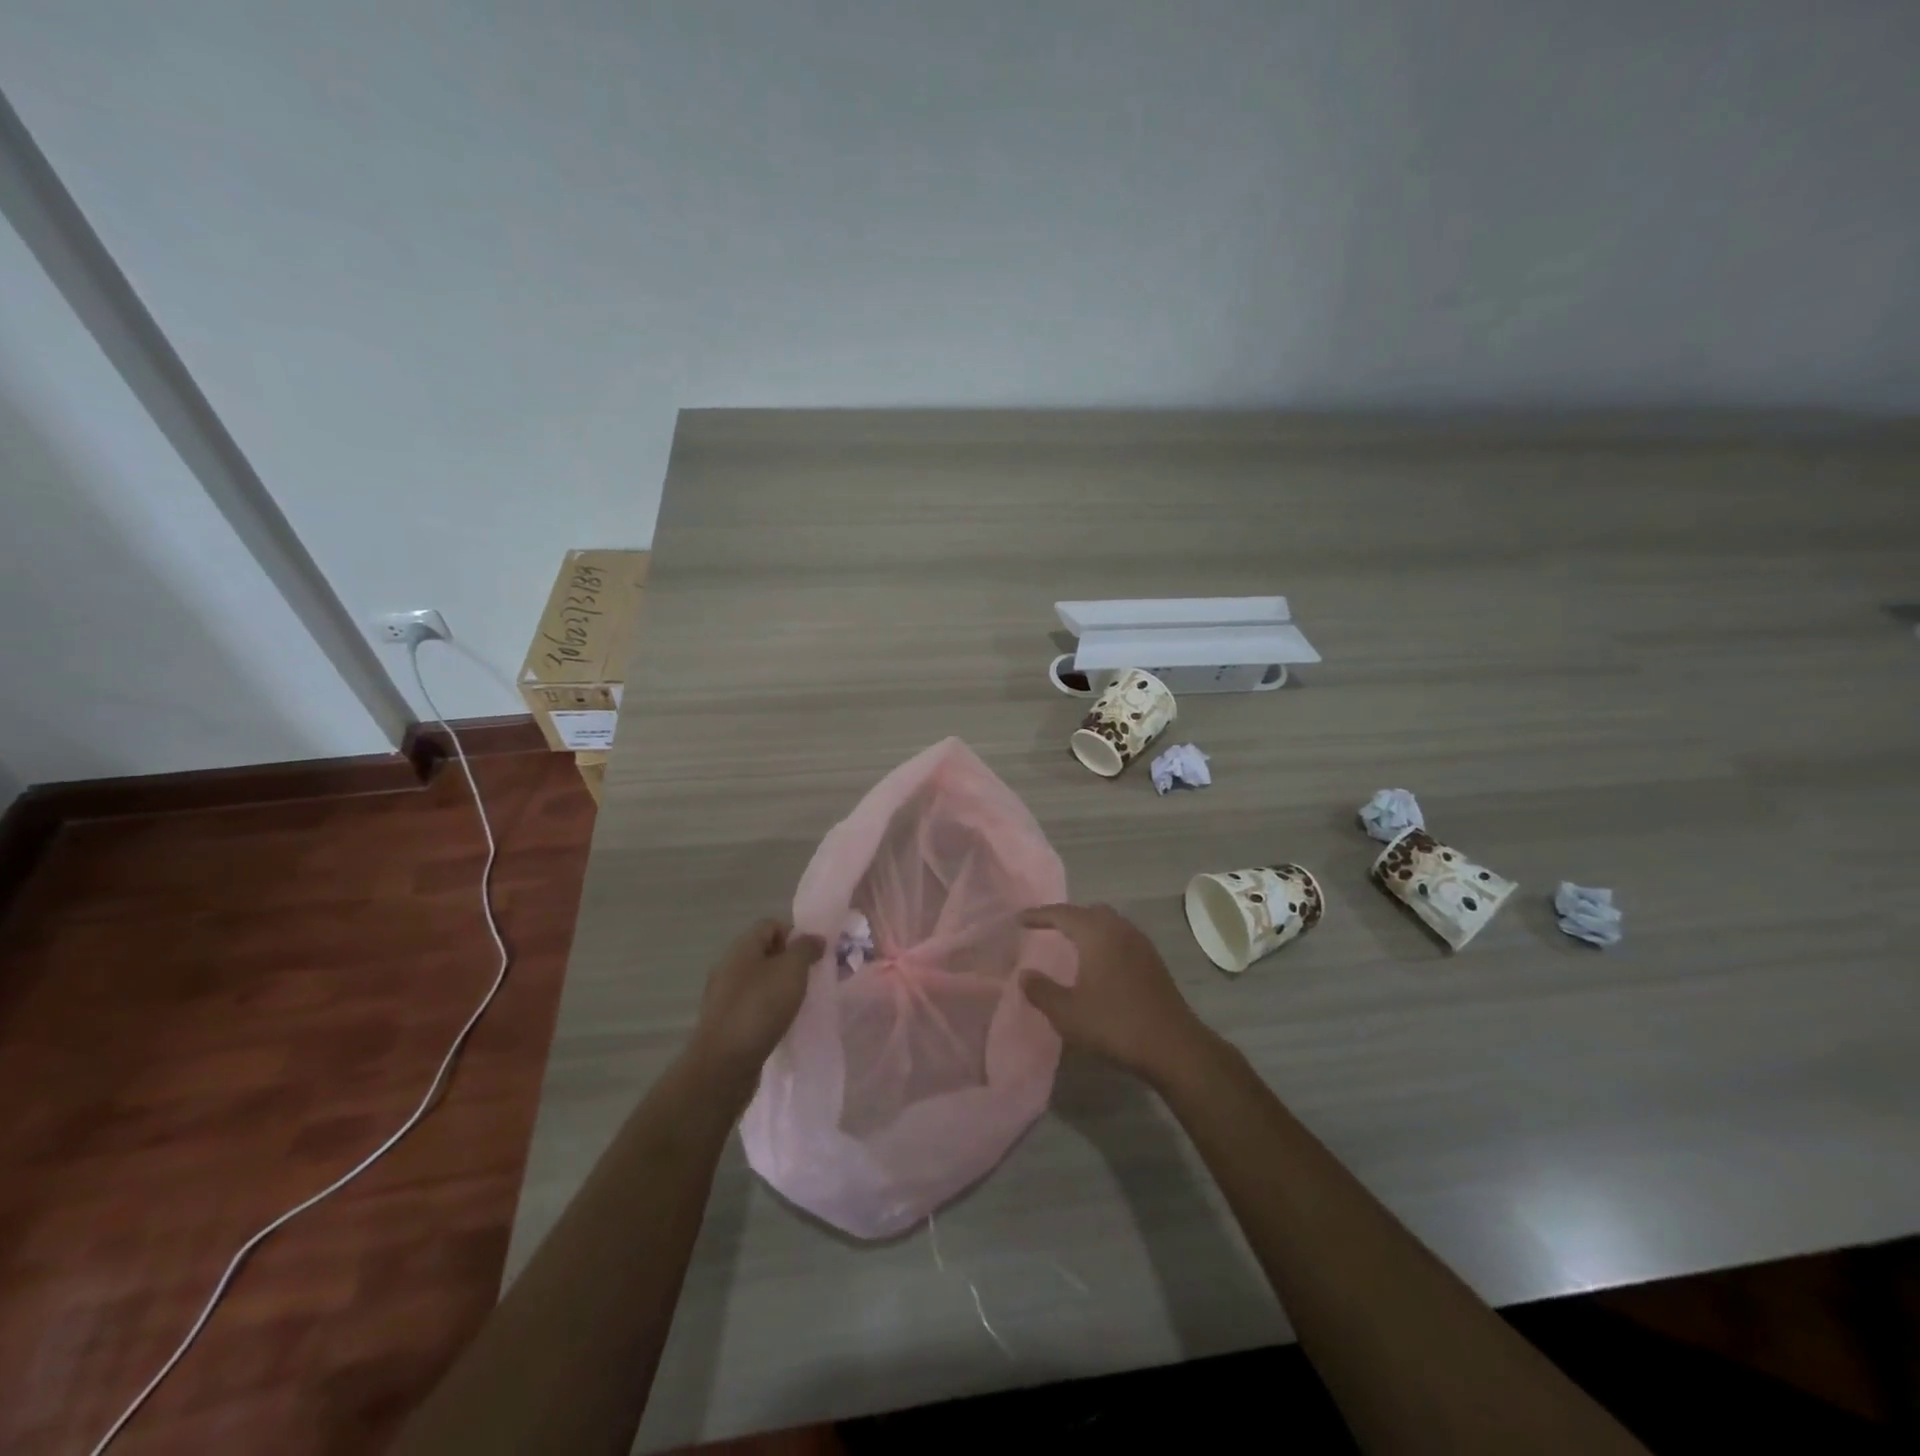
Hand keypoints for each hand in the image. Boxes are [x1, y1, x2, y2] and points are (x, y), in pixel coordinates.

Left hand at [687, 919, 824, 1106]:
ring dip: (780, 988)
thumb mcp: (792, 970)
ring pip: (759, 981)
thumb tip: (814, 939)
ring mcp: (724, 996)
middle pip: (765, 953)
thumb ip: (806, 949)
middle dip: (790, 962)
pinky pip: (752, 1006)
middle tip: (811, 979)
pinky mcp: (725, 1023)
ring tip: (799, 1003)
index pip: (771, 925)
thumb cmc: (760, 1008)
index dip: (795, 934)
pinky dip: (769, 1010)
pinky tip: (781, 1024)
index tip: (813, 955)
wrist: (724, 1064)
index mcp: (741, 948)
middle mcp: (729, 967)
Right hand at [1019, 903, 1215, 1085]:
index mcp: (1097, 933)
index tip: (1019, 919)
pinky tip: (1098, 964)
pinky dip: (1104, 942)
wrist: (1173, 1046)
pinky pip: (1121, 938)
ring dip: (1087, 929)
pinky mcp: (1153, 961)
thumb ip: (1041, 990)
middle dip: (1066, 917)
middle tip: (1045, 929)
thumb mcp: (1067, 1013)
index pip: (1062, 913)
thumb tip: (1025, 975)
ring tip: (1069, 944)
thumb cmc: (1115, 1024)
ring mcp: (1141, 944)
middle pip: (1088, 912)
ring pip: (1108, 923)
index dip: (1038, 915)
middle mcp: (1120, 929)